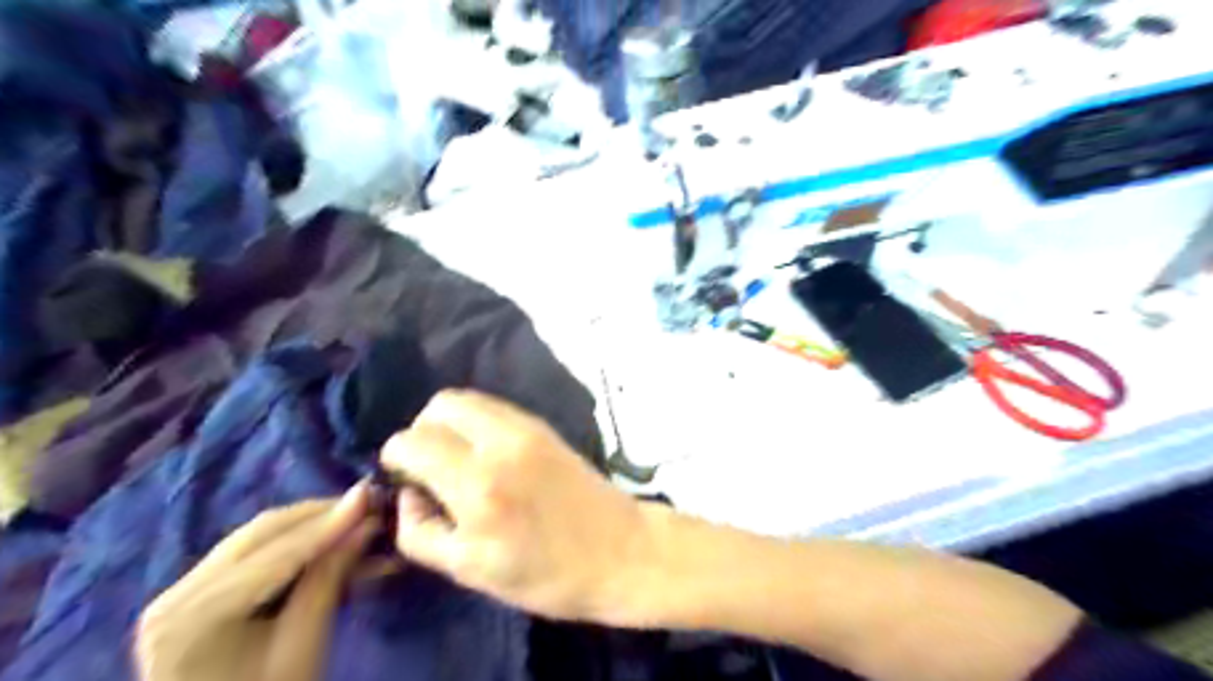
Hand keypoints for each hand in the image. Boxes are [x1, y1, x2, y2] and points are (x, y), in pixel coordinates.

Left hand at [133, 483, 376, 679]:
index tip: (370, 496)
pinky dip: (294, 543)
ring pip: (258, 538)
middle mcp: (175, 595)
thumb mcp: (304, 647)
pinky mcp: (194, 594)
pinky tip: (328, 540)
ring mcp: (180, 593)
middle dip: (320, 516)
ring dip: (311, 526)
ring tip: (356, 520)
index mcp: (191, 619)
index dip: (328, 523)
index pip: (273, 555)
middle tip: (369, 503)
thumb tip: (366, 524)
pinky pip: (252, 553)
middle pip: (260, 535)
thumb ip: (330, 579)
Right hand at [381, 390, 652, 624]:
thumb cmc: (546, 573)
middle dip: (422, 430)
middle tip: (429, 465)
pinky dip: (477, 422)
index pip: (413, 441)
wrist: (620, 550)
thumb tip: (409, 494)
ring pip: (469, 399)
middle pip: (440, 404)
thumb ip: (421, 533)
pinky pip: (495, 408)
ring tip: (457, 460)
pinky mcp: (544, 426)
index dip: (396, 457)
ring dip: (450, 423)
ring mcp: (527, 428)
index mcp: (477, 485)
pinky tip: (486, 455)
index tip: (405, 478)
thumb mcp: (471, 570)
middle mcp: (500, 443)